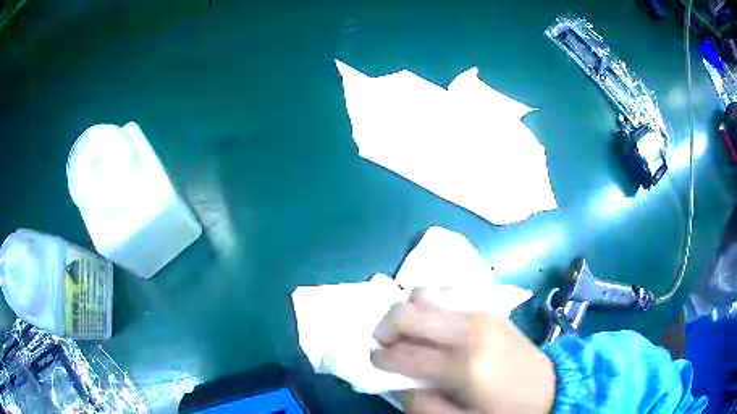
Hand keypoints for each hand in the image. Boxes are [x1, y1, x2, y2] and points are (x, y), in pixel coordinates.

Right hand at [372, 289, 555, 413]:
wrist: (548, 387)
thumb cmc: (505, 410)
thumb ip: (421, 405)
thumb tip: (395, 382)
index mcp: (463, 364)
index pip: (403, 352)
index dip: (380, 357)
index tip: (375, 363)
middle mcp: (469, 328)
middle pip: (407, 311)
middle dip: (386, 328)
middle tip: (387, 345)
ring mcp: (481, 311)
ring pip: (424, 293)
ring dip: (410, 313)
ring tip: (413, 335)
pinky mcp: (489, 306)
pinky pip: (448, 290)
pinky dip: (432, 303)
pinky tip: (437, 324)